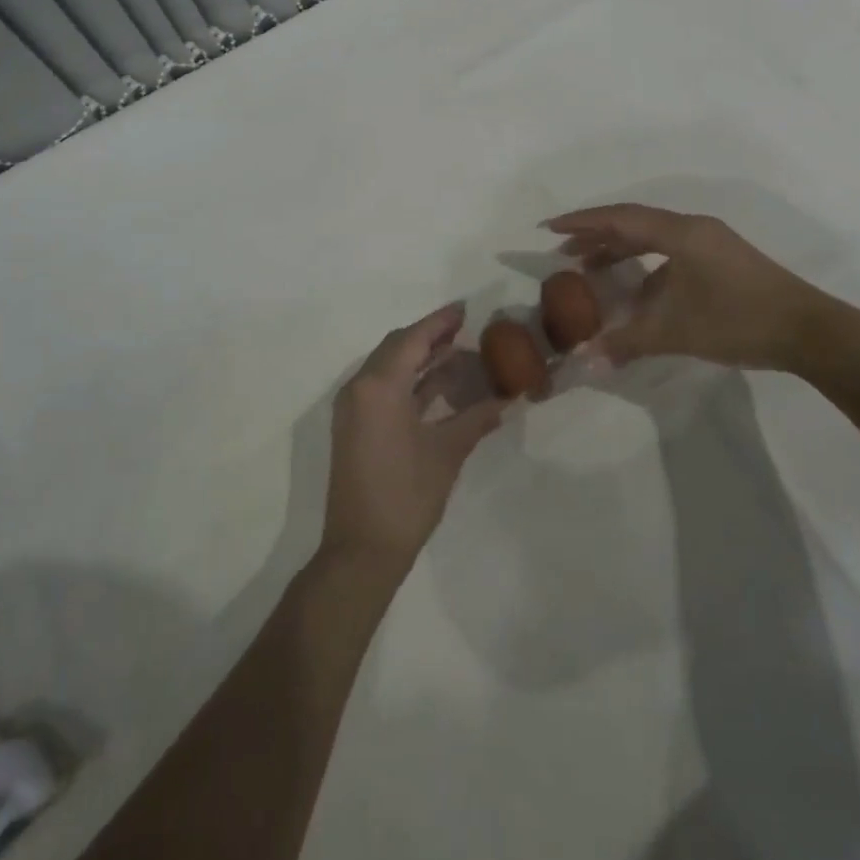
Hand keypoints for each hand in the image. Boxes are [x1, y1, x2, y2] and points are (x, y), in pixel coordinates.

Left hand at [320, 304, 504, 574]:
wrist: (361, 551)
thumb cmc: (406, 496)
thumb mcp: (447, 453)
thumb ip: (476, 419)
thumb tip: (506, 398)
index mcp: (378, 386)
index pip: (412, 339)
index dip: (439, 322)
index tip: (464, 309)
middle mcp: (359, 388)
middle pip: (397, 348)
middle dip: (430, 337)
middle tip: (464, 329)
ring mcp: (353, 409)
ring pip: (389, 368)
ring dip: (420, 359)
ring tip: (457, 353)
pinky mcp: (354, 428)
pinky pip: (383, 388)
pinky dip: (409, 381)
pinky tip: (438, 386)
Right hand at [545, 204, 855, 374]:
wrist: (810, 332)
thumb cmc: (739, 321)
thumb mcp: (677, 332)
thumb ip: (628, 342)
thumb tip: (586, 360)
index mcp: (681, 233)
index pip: (620, 219)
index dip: (582, 222)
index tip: (549, 228)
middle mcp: (694, 229)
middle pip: (634, 223)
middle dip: (596, 235)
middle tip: (564, 251)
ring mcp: (711, 243)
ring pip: (653, 238)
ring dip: (620, 250)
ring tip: (590, 268)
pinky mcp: (722, 260)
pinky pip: (671, 252)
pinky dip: (646, 266)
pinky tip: (637, 292)